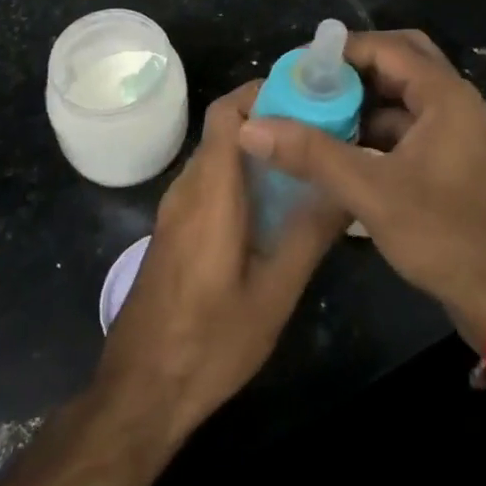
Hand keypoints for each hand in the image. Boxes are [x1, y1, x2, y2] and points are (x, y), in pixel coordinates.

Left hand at [95, 82, 348, 445]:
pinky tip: (276, 203)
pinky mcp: (175, 230)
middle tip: (322, 127)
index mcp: (210, 193)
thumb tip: (346, 188)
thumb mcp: (273, 295)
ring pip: (219, 154)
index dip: (263, 91)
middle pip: (226, 128)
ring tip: (307, 159)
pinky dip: (243, 173)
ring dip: (258, 146)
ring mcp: (176, 210)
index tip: (309, 93)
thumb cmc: (208, 342)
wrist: (139, 393)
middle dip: (272, 116)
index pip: (228, 113)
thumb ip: (310, 236)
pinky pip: (211, 180)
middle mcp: (187, 189)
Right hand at [237, 30, 485, 348]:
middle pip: (400, 61)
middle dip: (355, 69)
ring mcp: (457, 130)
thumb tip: (251, 126)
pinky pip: (410, 124)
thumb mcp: (372, 193)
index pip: (387, 48)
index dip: (342, 51)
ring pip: (404, 95)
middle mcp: (455, 101)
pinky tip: (344, 149)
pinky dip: (378, 128)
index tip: (299, 66)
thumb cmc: (445, 236)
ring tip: (318, 113)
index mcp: (445, 95)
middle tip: (313, 84)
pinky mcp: (453, 157)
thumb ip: (312, 155)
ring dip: (365, 100)